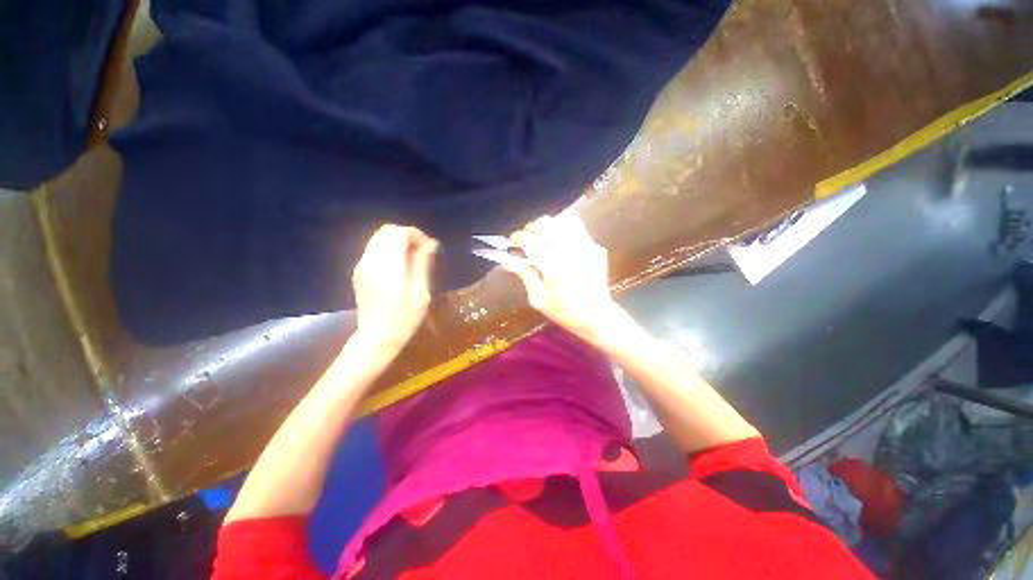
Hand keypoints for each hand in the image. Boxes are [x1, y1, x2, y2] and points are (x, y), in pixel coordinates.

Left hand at [351, 224, 438, 353]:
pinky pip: (373, 248)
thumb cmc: (405, 318)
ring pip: (378, 238)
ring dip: (397, 241)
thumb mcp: (421, 292)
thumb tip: (431, 244)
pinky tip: (399, 264)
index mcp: (389, 266)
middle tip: (421, 250)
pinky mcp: (359, 271)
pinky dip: (388, 248)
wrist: (377, 337)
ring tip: (412, 257)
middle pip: (386, 231)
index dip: (416, 235)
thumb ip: (423, 264)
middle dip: (406, 235)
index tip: (428, 248)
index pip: (399, 233)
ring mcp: (362, 265)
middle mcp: (371, 261)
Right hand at [505, 213, 621, 343]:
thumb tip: (507, 259)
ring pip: (565, 219)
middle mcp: (569, 252)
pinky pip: (578, 228)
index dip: (517, 237)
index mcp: (553, 268)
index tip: (513, 241)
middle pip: (546, 223)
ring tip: (546, 236)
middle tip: (528, 237)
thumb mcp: (538, 299)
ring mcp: (586, 247)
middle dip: (532, 227)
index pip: (529, 241)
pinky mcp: (596, 247)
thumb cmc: (564, 312)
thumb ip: (524, 275)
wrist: (597, 316)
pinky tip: (562, 244)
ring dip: (551, 224)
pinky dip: (566, 230)